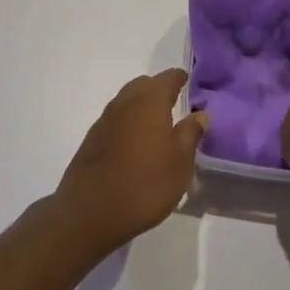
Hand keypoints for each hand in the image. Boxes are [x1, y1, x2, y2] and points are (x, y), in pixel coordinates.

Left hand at [54, 69, 207, 256]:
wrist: (89, 212)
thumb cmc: (144, 184)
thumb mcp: (180, 162)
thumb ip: (191, 133)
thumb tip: (200, 114)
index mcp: (150, 101)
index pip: (168, 77)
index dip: (180, 78)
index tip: (189, 84)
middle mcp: (125, 102)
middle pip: (144, 85)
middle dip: (159, 90)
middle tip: (175, 105)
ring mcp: (105, 120)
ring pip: (128, 101)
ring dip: (142, 107)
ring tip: (157, 127)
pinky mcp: (92, 139)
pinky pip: (116, 120)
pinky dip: (128, 123)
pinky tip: (135, 145)